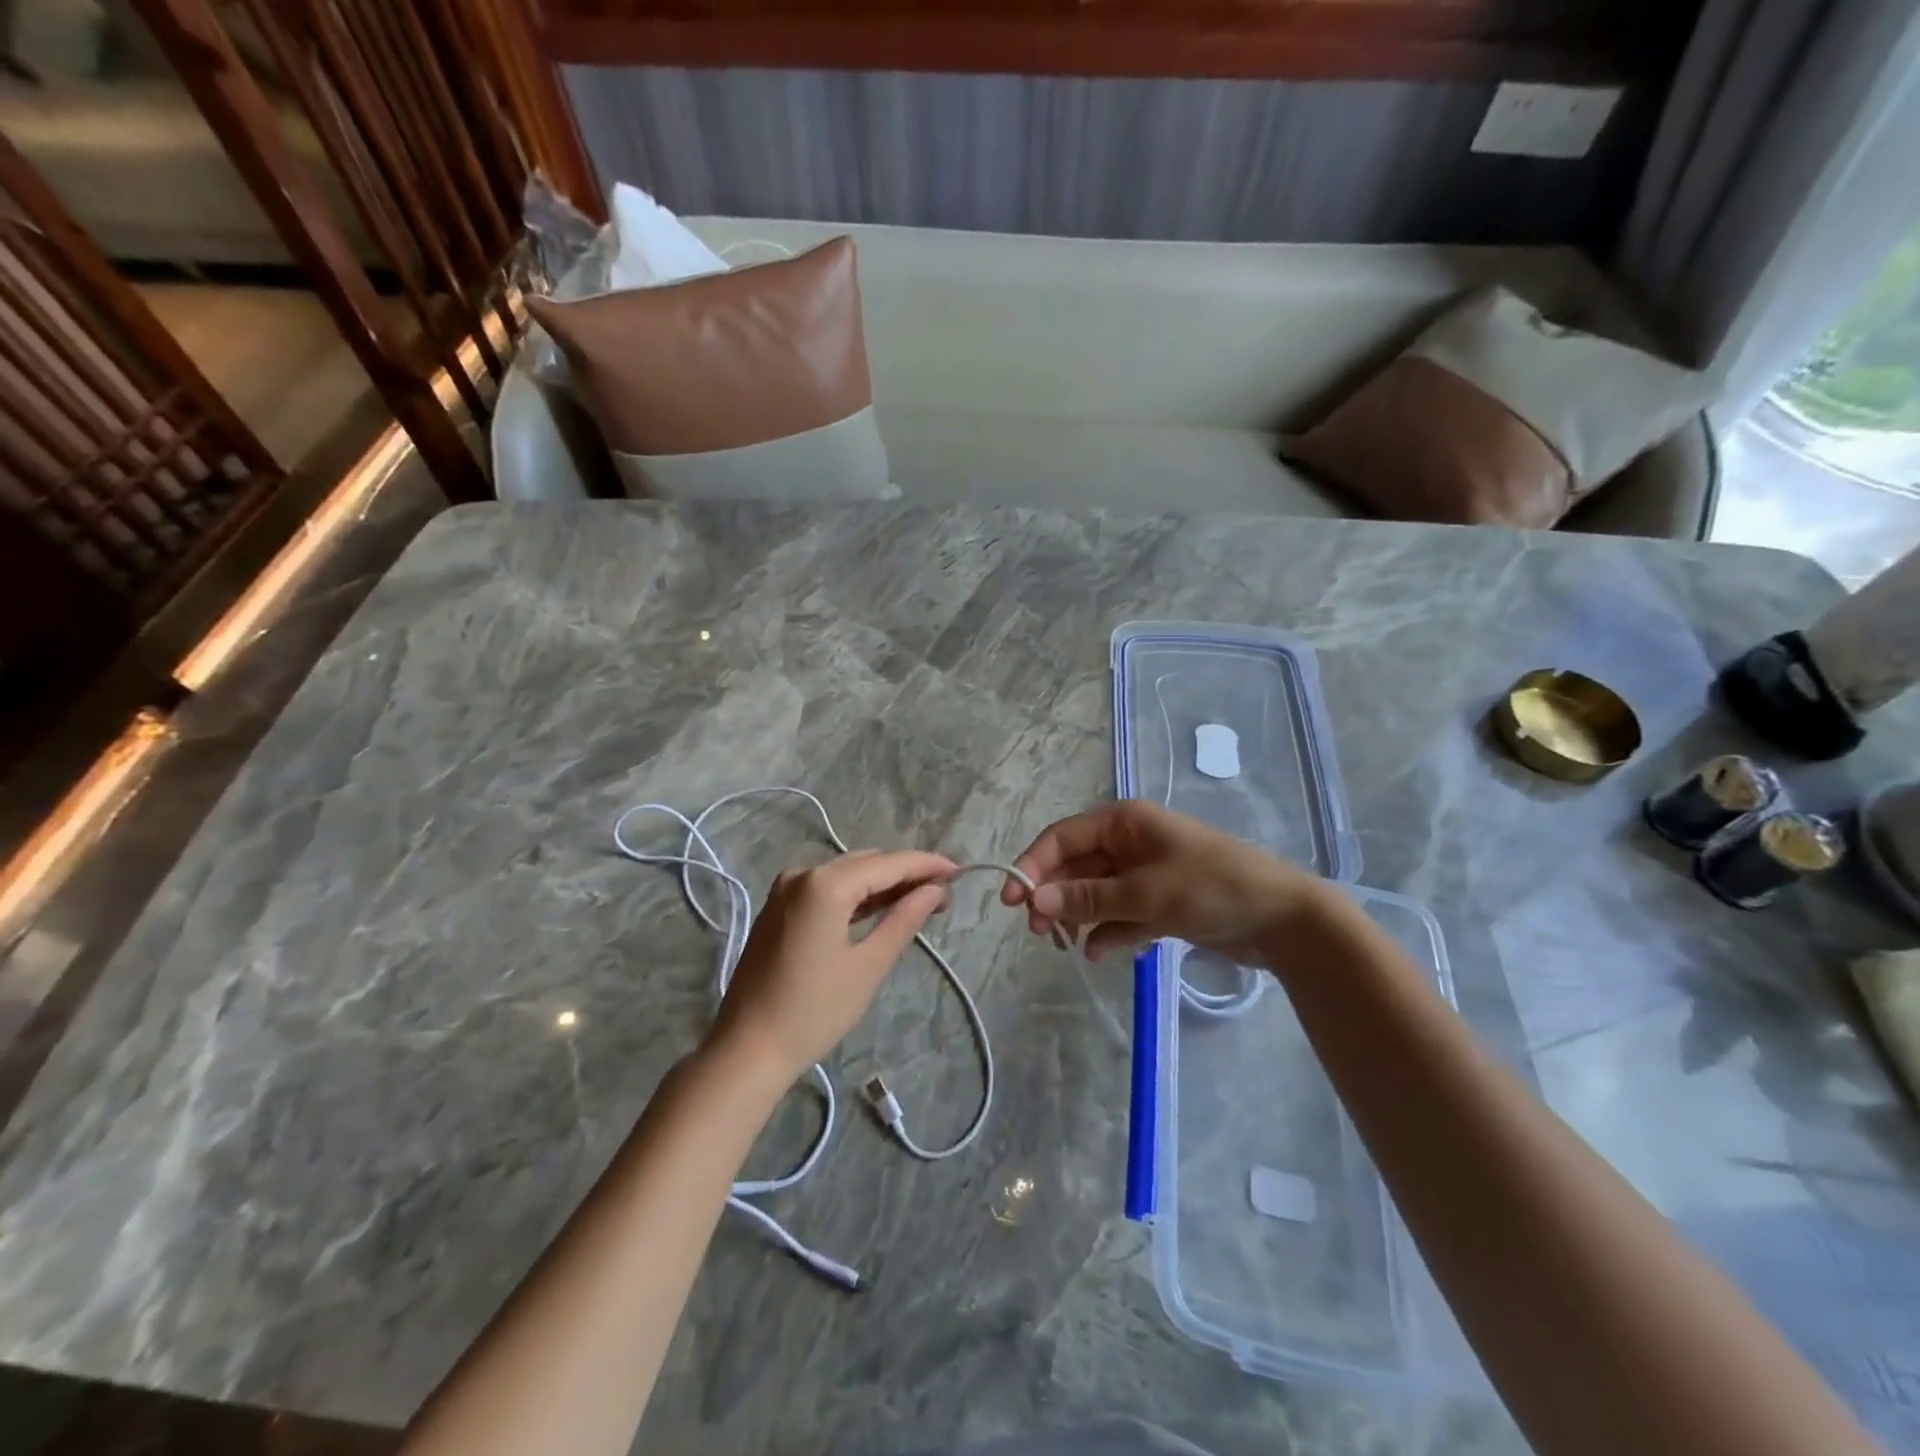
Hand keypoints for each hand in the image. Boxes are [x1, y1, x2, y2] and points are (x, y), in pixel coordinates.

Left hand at [711, 849, 956, 1079]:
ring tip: (920, 901)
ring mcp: (785, 888)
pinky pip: (826, 888)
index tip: (959, 871)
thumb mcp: (869, 965)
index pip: (889, 863)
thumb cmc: (814, 1011)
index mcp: (825, 883)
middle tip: (943, 894)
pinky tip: (879, 908)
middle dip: (906, 874)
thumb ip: (904, 919)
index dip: (926, 865)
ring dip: (882, 884)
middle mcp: (803, 873)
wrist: (747, 1049)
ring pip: (847, 873)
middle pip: (867, 863)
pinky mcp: (778, 907)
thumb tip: (936, 890)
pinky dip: (855, 895)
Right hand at [1002, 801, 1333, 962]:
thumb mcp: (1148, 892)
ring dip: (1078, 917)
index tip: (1012, 901)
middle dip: (1055, 897)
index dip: (1033, 866)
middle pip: (1075, 867)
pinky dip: (1108, 932)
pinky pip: (1119, 915)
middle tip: (1040, 932)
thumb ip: (1090, 898)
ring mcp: (1144, 874)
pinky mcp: (1158, 903)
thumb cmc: (1213, 888)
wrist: (1284, 919)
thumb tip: (1037, 901)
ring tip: (1065, 945)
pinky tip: (1102, 952)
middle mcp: (1129, 843)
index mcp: (1124, 822)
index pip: (1063, 838)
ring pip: (1094, 894)